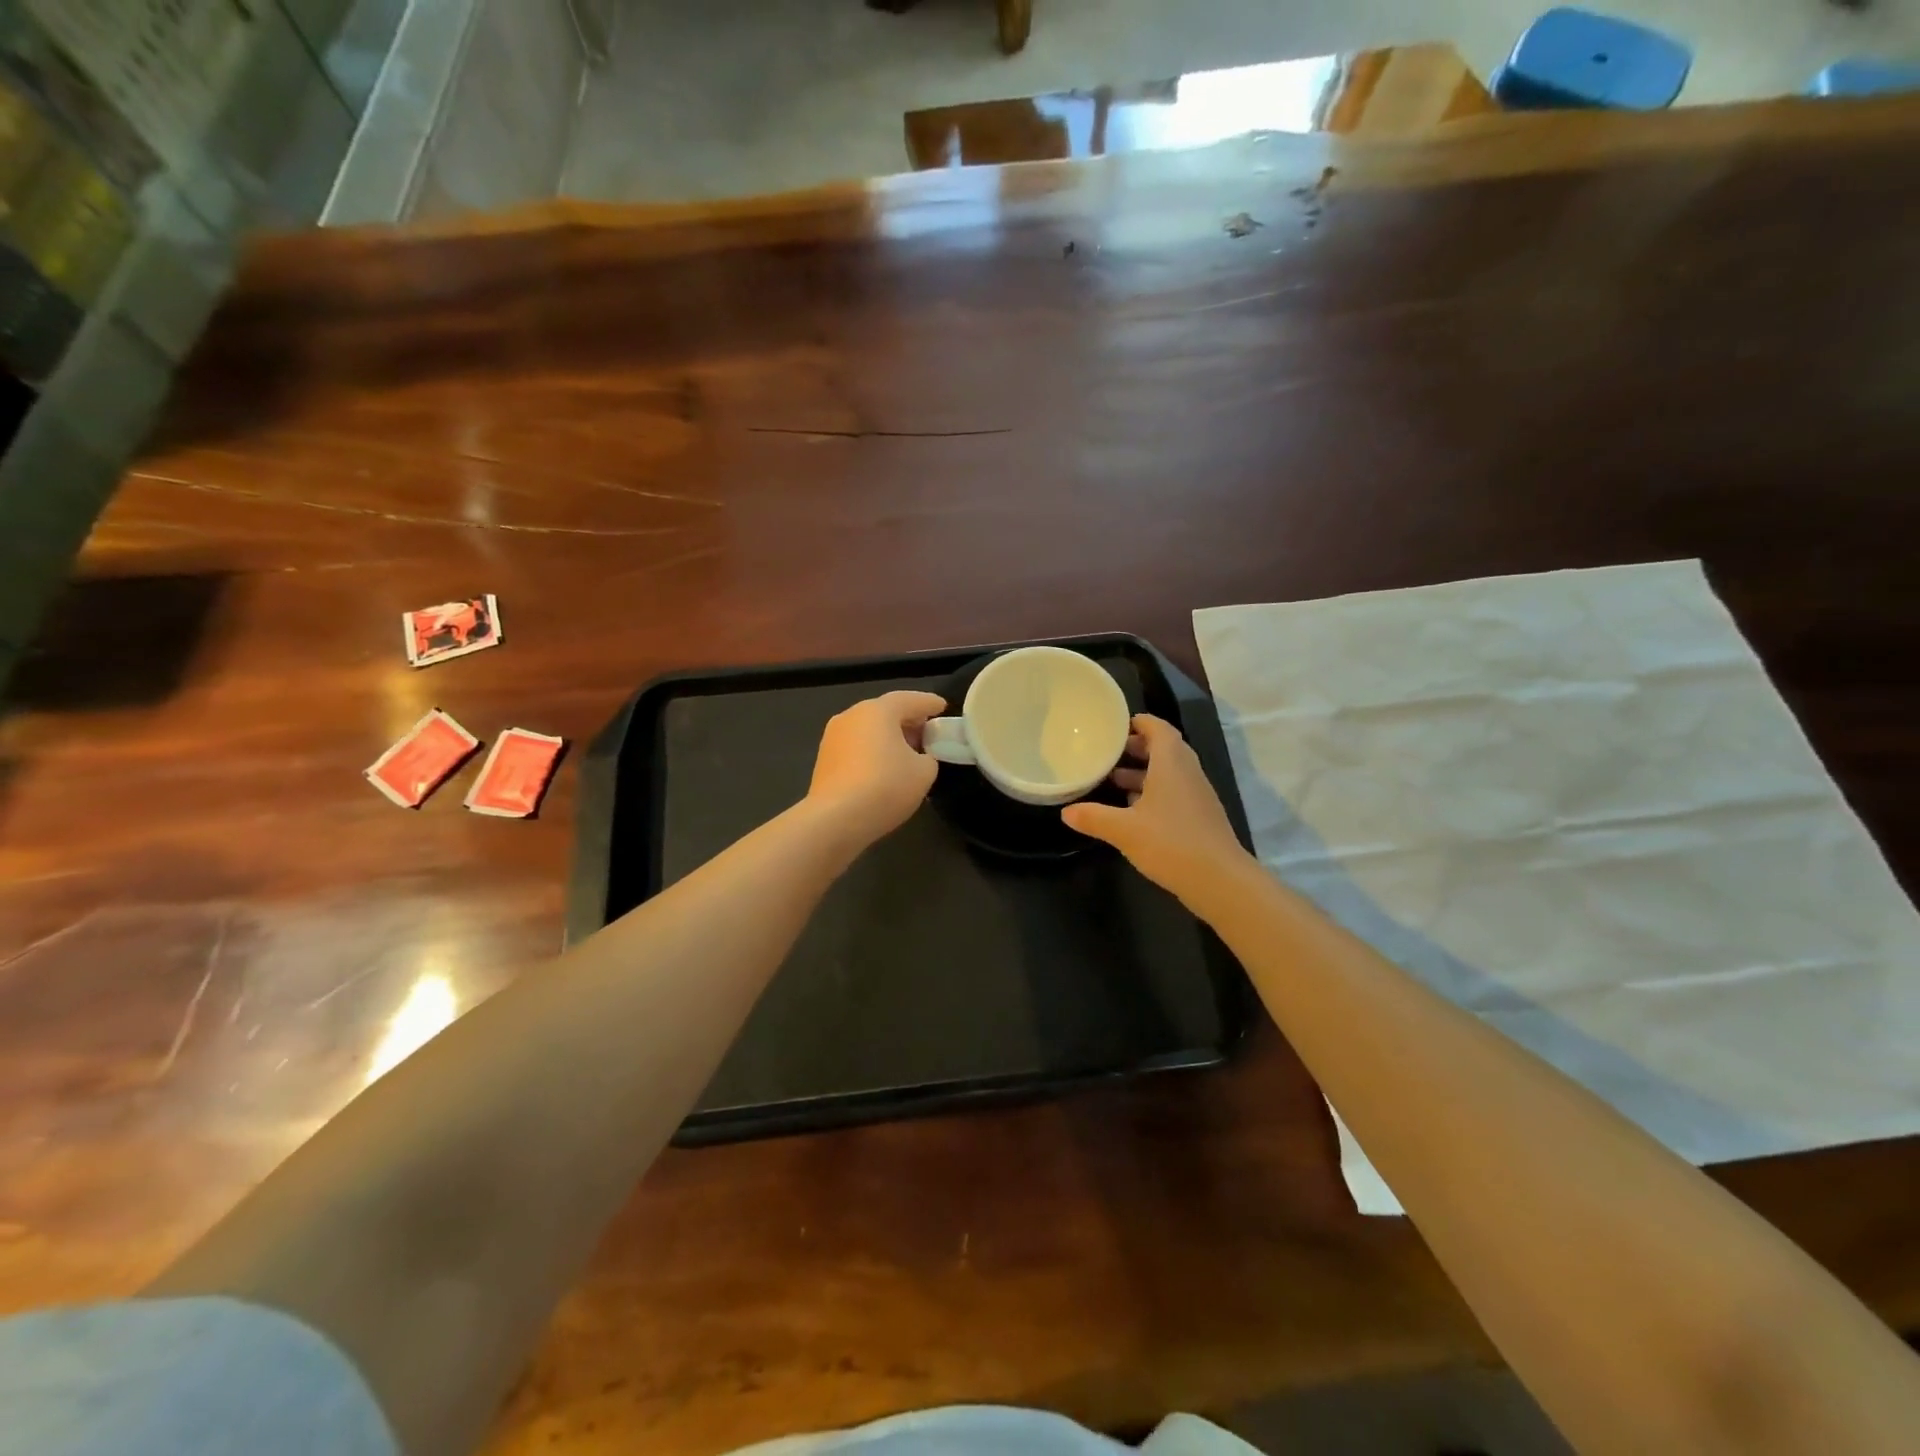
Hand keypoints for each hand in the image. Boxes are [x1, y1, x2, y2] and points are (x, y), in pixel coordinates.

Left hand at [806, 690, 946, 846]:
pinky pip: (856, 747)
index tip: (942, 707)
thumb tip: (919, 758)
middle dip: (908, 720)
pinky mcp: (824, 760)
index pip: (910, 700)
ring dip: (889, 737)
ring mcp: (833, 737)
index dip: (929, 703)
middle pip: (886, 712)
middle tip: (927, 732)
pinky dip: (872, 751)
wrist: (835, 818)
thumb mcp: (924, 772)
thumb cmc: (886, 786)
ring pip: (868, 730)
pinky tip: (884, 768)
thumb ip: (928, 758)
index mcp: (878, 711)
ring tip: (907, 752)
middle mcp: (852, 715)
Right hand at [1062, 714, 1251, 909]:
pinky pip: (1175, 792)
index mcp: (1171, 764)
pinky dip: (1154, 792)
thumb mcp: (1124, 830)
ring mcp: (1197, 795)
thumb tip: (1066, 812)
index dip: (1139, 723)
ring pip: (1169, 772)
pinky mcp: (1200, 816)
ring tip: (1113, 781)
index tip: (1115, 726)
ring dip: (1144, 773)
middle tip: (1108, 753)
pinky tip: (1133, 811)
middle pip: (1164, 748)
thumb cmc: (1170, 843)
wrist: (1220, 880)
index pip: (1159, 728)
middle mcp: (1188, 772)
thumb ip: (1093, 817)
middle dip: (1137, 748)